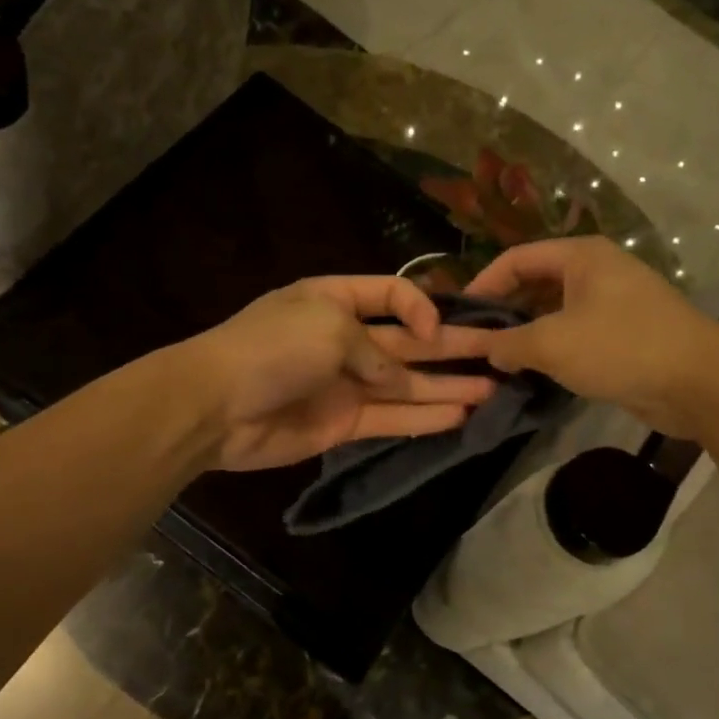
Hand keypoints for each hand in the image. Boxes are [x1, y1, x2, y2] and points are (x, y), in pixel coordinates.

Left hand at [177, 275, 497, 471]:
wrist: (216, 406)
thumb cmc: (273, 348)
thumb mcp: (331, 327)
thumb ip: (377, 351)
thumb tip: (400, 378)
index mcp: (335, 300)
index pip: (392, 295)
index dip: (422, 308)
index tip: (437, 329)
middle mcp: (345, 339)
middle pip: (410, 342)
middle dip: (454, 347)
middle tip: (503, 352)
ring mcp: (345, 383)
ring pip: (408, 383)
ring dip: (449, 385)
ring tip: (496, 388)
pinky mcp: (343, 423)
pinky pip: (392, 417)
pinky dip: (425, 418)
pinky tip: (462, 416)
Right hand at [464, 236, 718, 436]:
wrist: (699, 382)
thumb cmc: (620, 347)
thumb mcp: (552, 343)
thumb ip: (508, 343)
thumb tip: (486, 349)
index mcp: (580, 256)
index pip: (516, 258)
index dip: (483, 283)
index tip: (459, 315)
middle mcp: (597, 271)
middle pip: (535, 283)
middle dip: (504, 311)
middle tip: (474, 342)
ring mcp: (613, 303)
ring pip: (555, 312)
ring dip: (526, 334)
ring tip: (497, 361)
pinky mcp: (624, 335)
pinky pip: (575, 334)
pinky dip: (552, 349)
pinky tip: (532, 372)